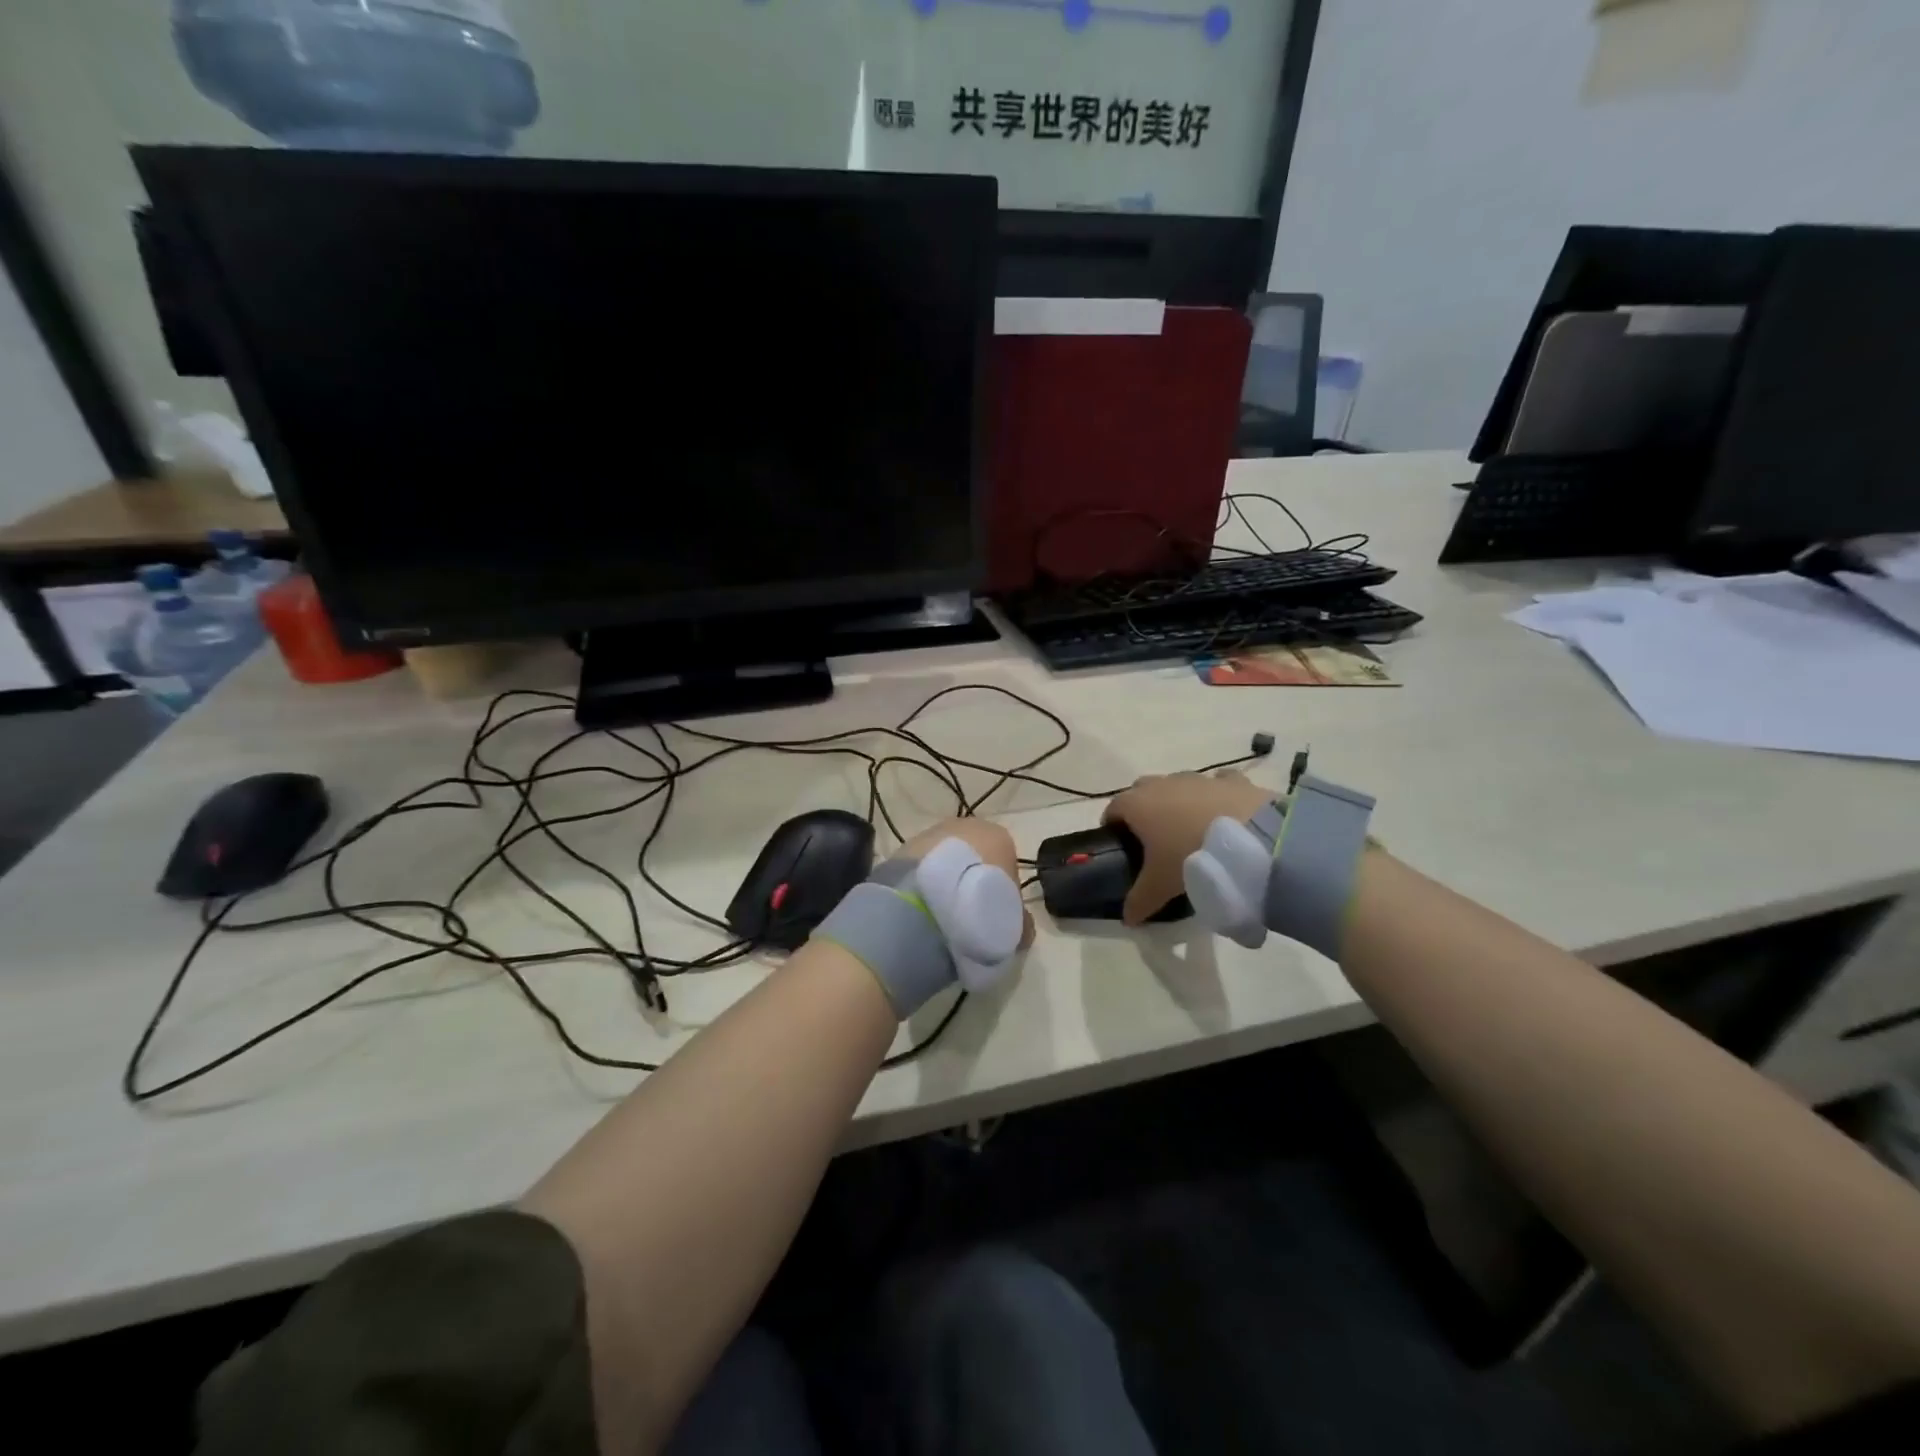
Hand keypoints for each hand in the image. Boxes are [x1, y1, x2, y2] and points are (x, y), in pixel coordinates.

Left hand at [897, 817, 1035, 948]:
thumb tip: (1020, 927)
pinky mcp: (902, 848)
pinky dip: (922, 884)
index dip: (1003, 892)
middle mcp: (965, 825)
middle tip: (967, 915)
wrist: (927, 904)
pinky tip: (920, 908)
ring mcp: (930, 833)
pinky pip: (920, 868)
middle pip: (974, 855)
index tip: (995, 915)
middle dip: (971, 881)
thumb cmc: (982, 908)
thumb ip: (1020, 920)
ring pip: (944, 859)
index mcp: (999, 836)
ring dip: (944, 881)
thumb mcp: (1013, 923)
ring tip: (940, 915)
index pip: (1007, 863)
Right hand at [1102, 771, 1275, 924]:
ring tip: (1191, 830)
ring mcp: (1198, 778)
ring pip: (1179, 785)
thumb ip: (1139, 901)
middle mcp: (1164, 784)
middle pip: (1142, 790)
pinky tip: (1223, 815)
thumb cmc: (1191, 857)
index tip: (1119, 845)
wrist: (1251, 839)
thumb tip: (1127, 919)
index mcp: (1138, 804)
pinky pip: (1217, 783)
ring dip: (1179, 802)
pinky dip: (1215, 796)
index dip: (1112, 825)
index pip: (1113, 808)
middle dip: (1144, 809)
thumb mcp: (1160, 886)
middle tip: (1154, 839)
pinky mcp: (1232, 780)